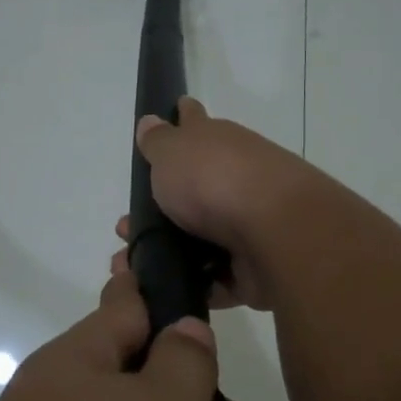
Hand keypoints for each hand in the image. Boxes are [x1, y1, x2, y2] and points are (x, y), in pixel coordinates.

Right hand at [109, 97, 322, 311]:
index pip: (195, 122)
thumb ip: (158, 142)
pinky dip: (196, 284)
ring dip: (172, 252)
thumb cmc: (214, 181)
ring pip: (202, 238)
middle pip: (195, 189)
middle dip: (161, 207)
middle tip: (125, 227)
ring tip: (134, 267)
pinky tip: (164, 291)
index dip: (182, 117)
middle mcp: (236, 177)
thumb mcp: (172, 152)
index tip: (175, 109)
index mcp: (218, 144)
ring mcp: (249, 223)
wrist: (274, 232)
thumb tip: (152, 120)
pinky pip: (218, 277)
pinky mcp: (254, 266)